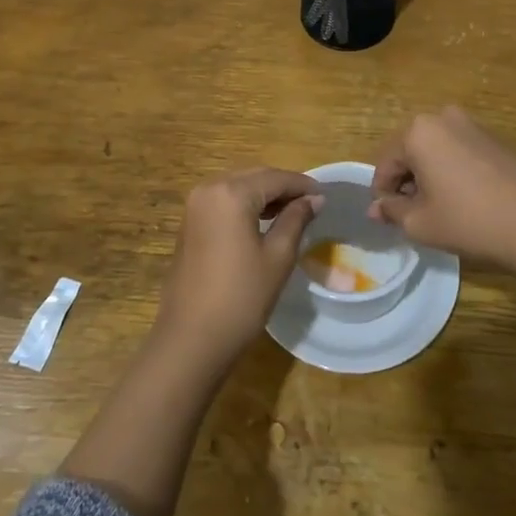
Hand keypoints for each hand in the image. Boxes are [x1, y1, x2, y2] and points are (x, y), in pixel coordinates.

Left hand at [153, 167, 323, 370]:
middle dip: (283, 187)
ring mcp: (195, 206)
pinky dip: (245, 204)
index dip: (302, 185)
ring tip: (292, 212)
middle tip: (312, 203)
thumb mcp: (278, 257)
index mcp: (231, 193)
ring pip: (238, 187)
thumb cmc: (241, 297)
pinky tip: (264, 221)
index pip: (275, 178)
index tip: (325, 195)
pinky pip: (223, 201)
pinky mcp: (190, 222)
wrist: (191, 338)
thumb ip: (296, 220)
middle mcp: (209, 189)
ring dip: (264, 194)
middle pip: (254, 177)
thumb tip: (314, 199)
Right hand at [369, 107, 515, 286]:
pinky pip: (459, 152)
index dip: (383, 193)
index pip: (386, 163)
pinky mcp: (495, 139)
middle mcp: (443, 118)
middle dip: (407, 182)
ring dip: (429, 176)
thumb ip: (392, 210)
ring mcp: (473, 125)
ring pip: (435, 151)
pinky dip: (452, 172)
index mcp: (418, 132)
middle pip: (410, 152)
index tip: (388, 218)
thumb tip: (376, 208)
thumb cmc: (469, 221)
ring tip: (439, 210)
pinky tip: (464, 201)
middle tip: (412, 215)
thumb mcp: (420, 223)